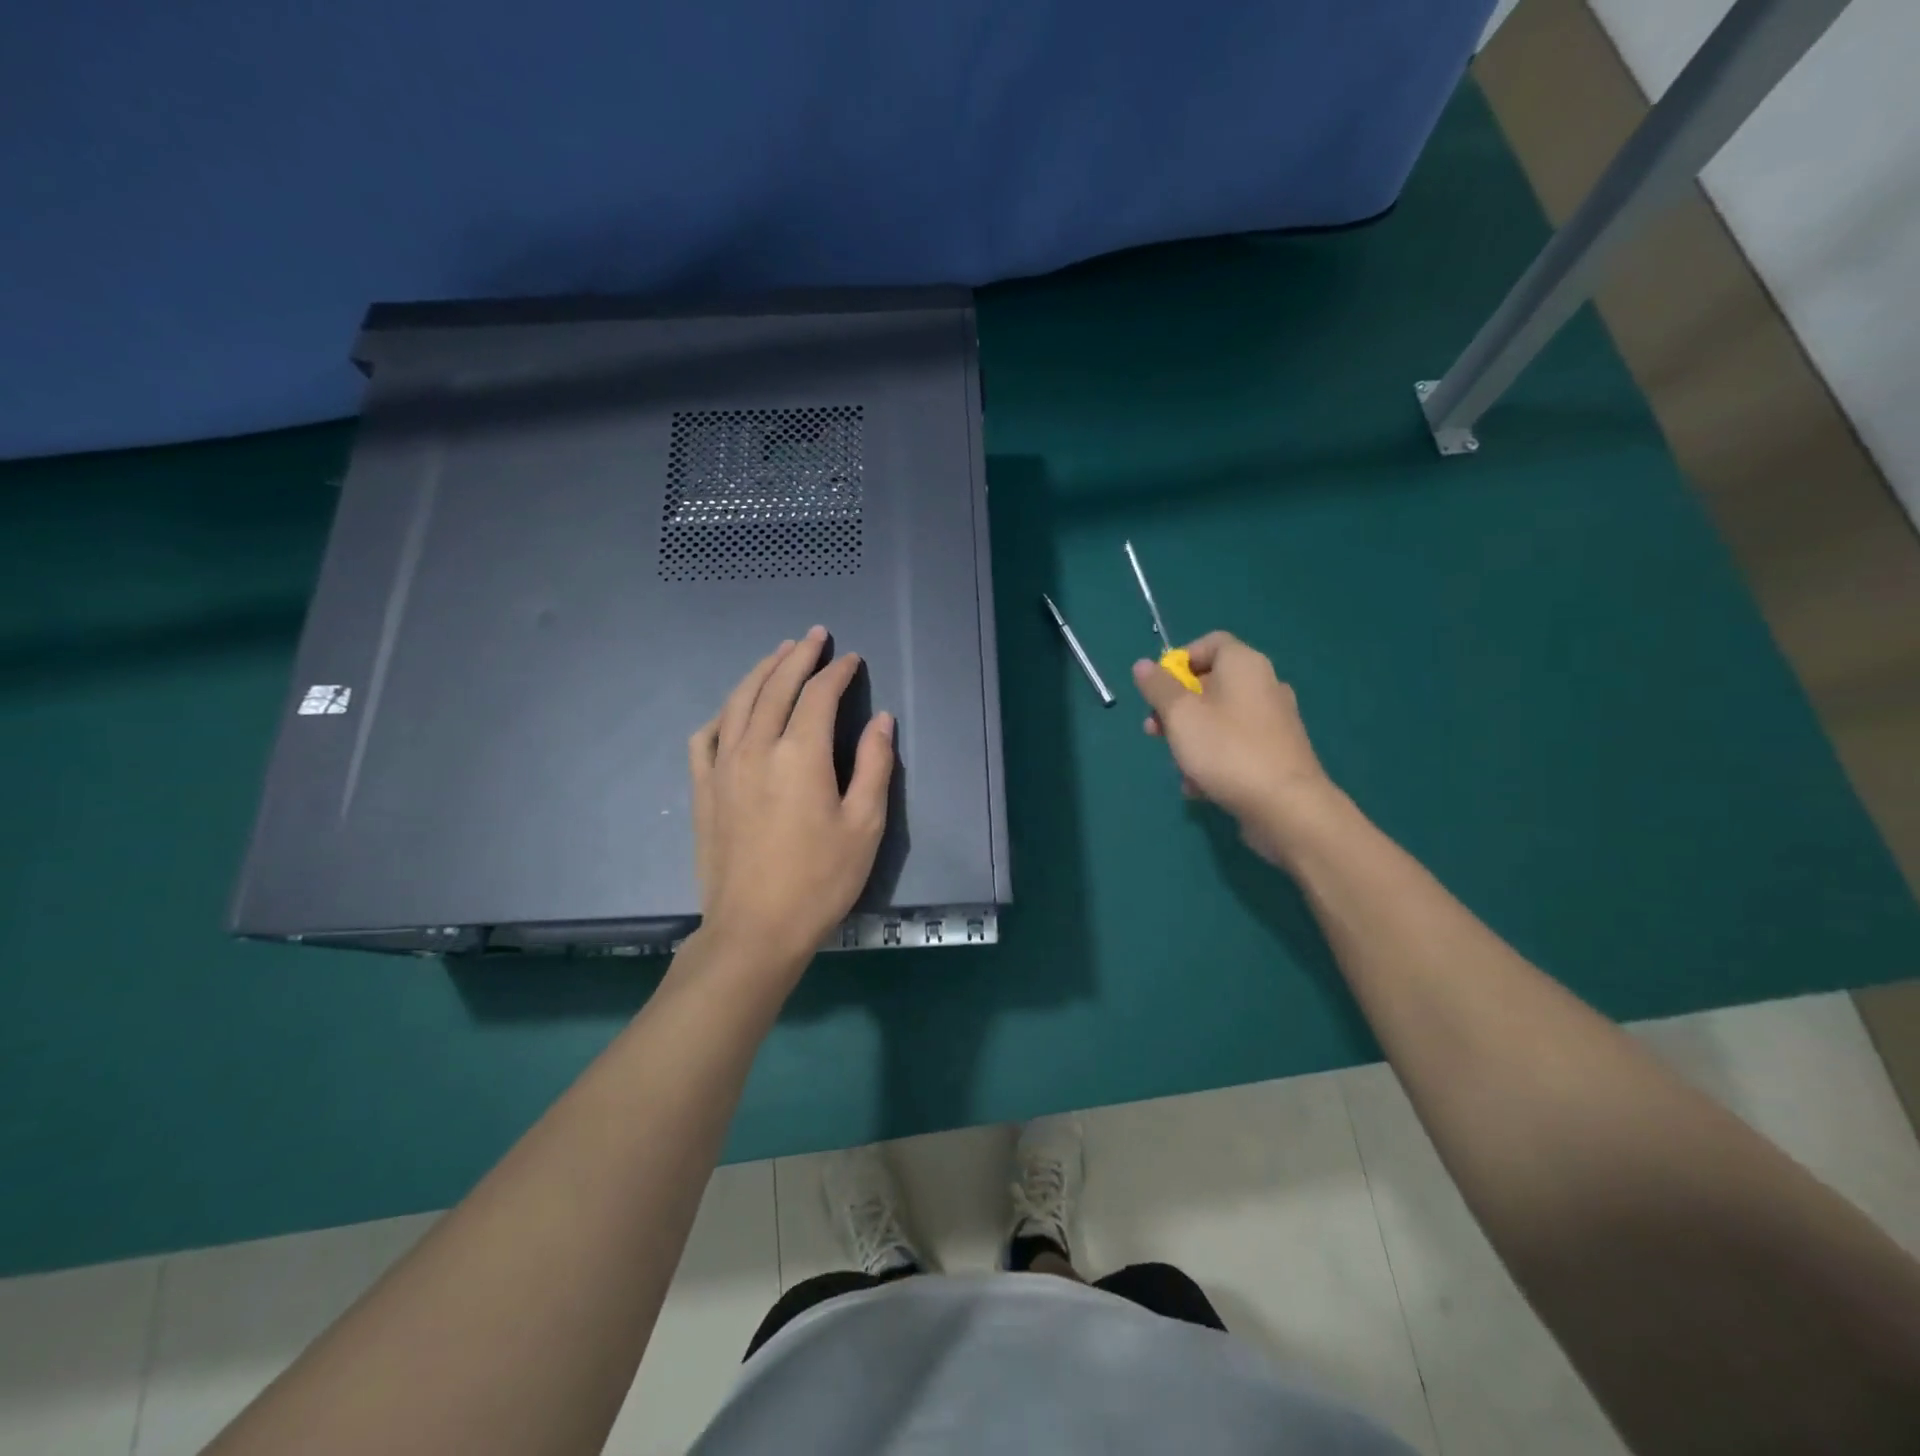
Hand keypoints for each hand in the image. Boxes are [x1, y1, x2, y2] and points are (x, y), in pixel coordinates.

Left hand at [688, 627, 894, 976]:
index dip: (837, 672)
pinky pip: (705, 736)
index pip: (818, 695)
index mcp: (800, 754)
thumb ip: (874, 766)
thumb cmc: (820, 880)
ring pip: (738, 702)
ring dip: (760, 672)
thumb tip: (881, 720)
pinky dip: (722, 713)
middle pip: (775, 686)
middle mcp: (756, 747)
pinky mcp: (702, 788)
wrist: (755, 929)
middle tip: (814, 636)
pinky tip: (732, 710)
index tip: (851, 658)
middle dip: (797, 656)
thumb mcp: (864, 826)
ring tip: (777, 654)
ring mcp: (722, 766)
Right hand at [1132, 632, 1341, 867]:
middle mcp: (1264, 685)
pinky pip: (1235, 745)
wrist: (1286, 807)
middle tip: (1155, 731)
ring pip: (1219, 719)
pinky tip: (1199, 787)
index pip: (1210, 643)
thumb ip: (1158, 687)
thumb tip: (1144, 665)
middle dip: (1176, 708)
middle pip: (1211, 684)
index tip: (1158, 689)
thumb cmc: (1226, 750)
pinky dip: (1214, 759)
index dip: (1179, 661)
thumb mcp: (1180, 715)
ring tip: (1178, 766)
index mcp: (1244, 665)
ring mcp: (1274, 721)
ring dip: (1191, 739)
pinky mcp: (1277, 753)